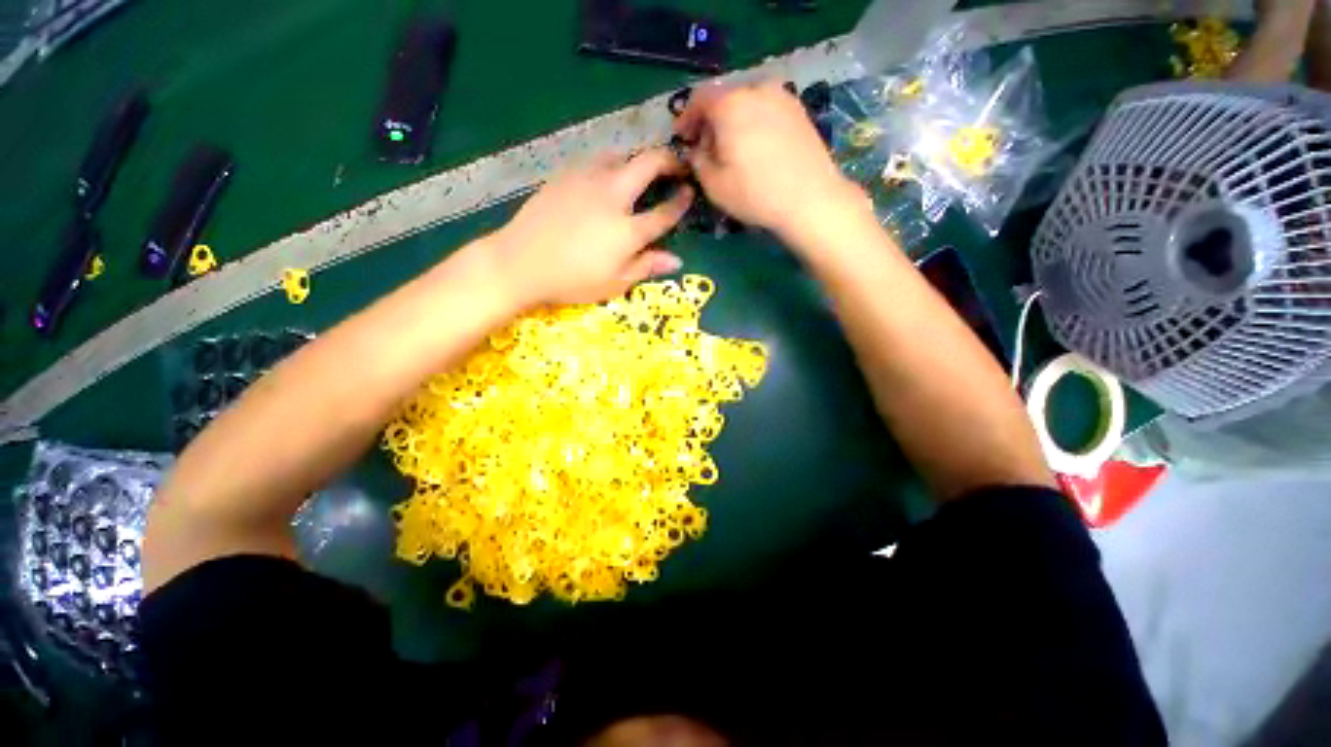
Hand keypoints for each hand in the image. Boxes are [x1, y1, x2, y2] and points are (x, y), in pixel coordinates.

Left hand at [487, 148, 693, 306]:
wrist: (521, 261)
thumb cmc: (572, 280)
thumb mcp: (614, 283)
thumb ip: (646, 267)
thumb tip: (676, 261)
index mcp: (628, 230)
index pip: (664, 212)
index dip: (681, 202)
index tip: (690, 192)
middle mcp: (613, 196)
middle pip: (648, 164)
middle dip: (668, 160)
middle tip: (676, 166)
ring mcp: (588, 180)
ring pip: (621, 154)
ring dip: (637, 159)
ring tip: (640, 172)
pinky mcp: (566, 174)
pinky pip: (596, 160)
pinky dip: (610, 164)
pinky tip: (605, 178)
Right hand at [674, 81, 867, 243]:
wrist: (810, 198)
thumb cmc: (755, 193)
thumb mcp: (714, 185)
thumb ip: (698, 162)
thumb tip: (697, 150)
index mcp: (730, 104)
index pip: (699, 98)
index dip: (686, 117)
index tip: (682, 138)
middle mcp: (756, 89)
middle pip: (724, 99)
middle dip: (711, 122)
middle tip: (707, 149)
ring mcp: (782, 97)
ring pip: (747, 103)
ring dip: (734, 122)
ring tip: (733, 151)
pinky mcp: (799, 111)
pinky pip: (767, 110)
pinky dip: (754, 123)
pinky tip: (757, 149)